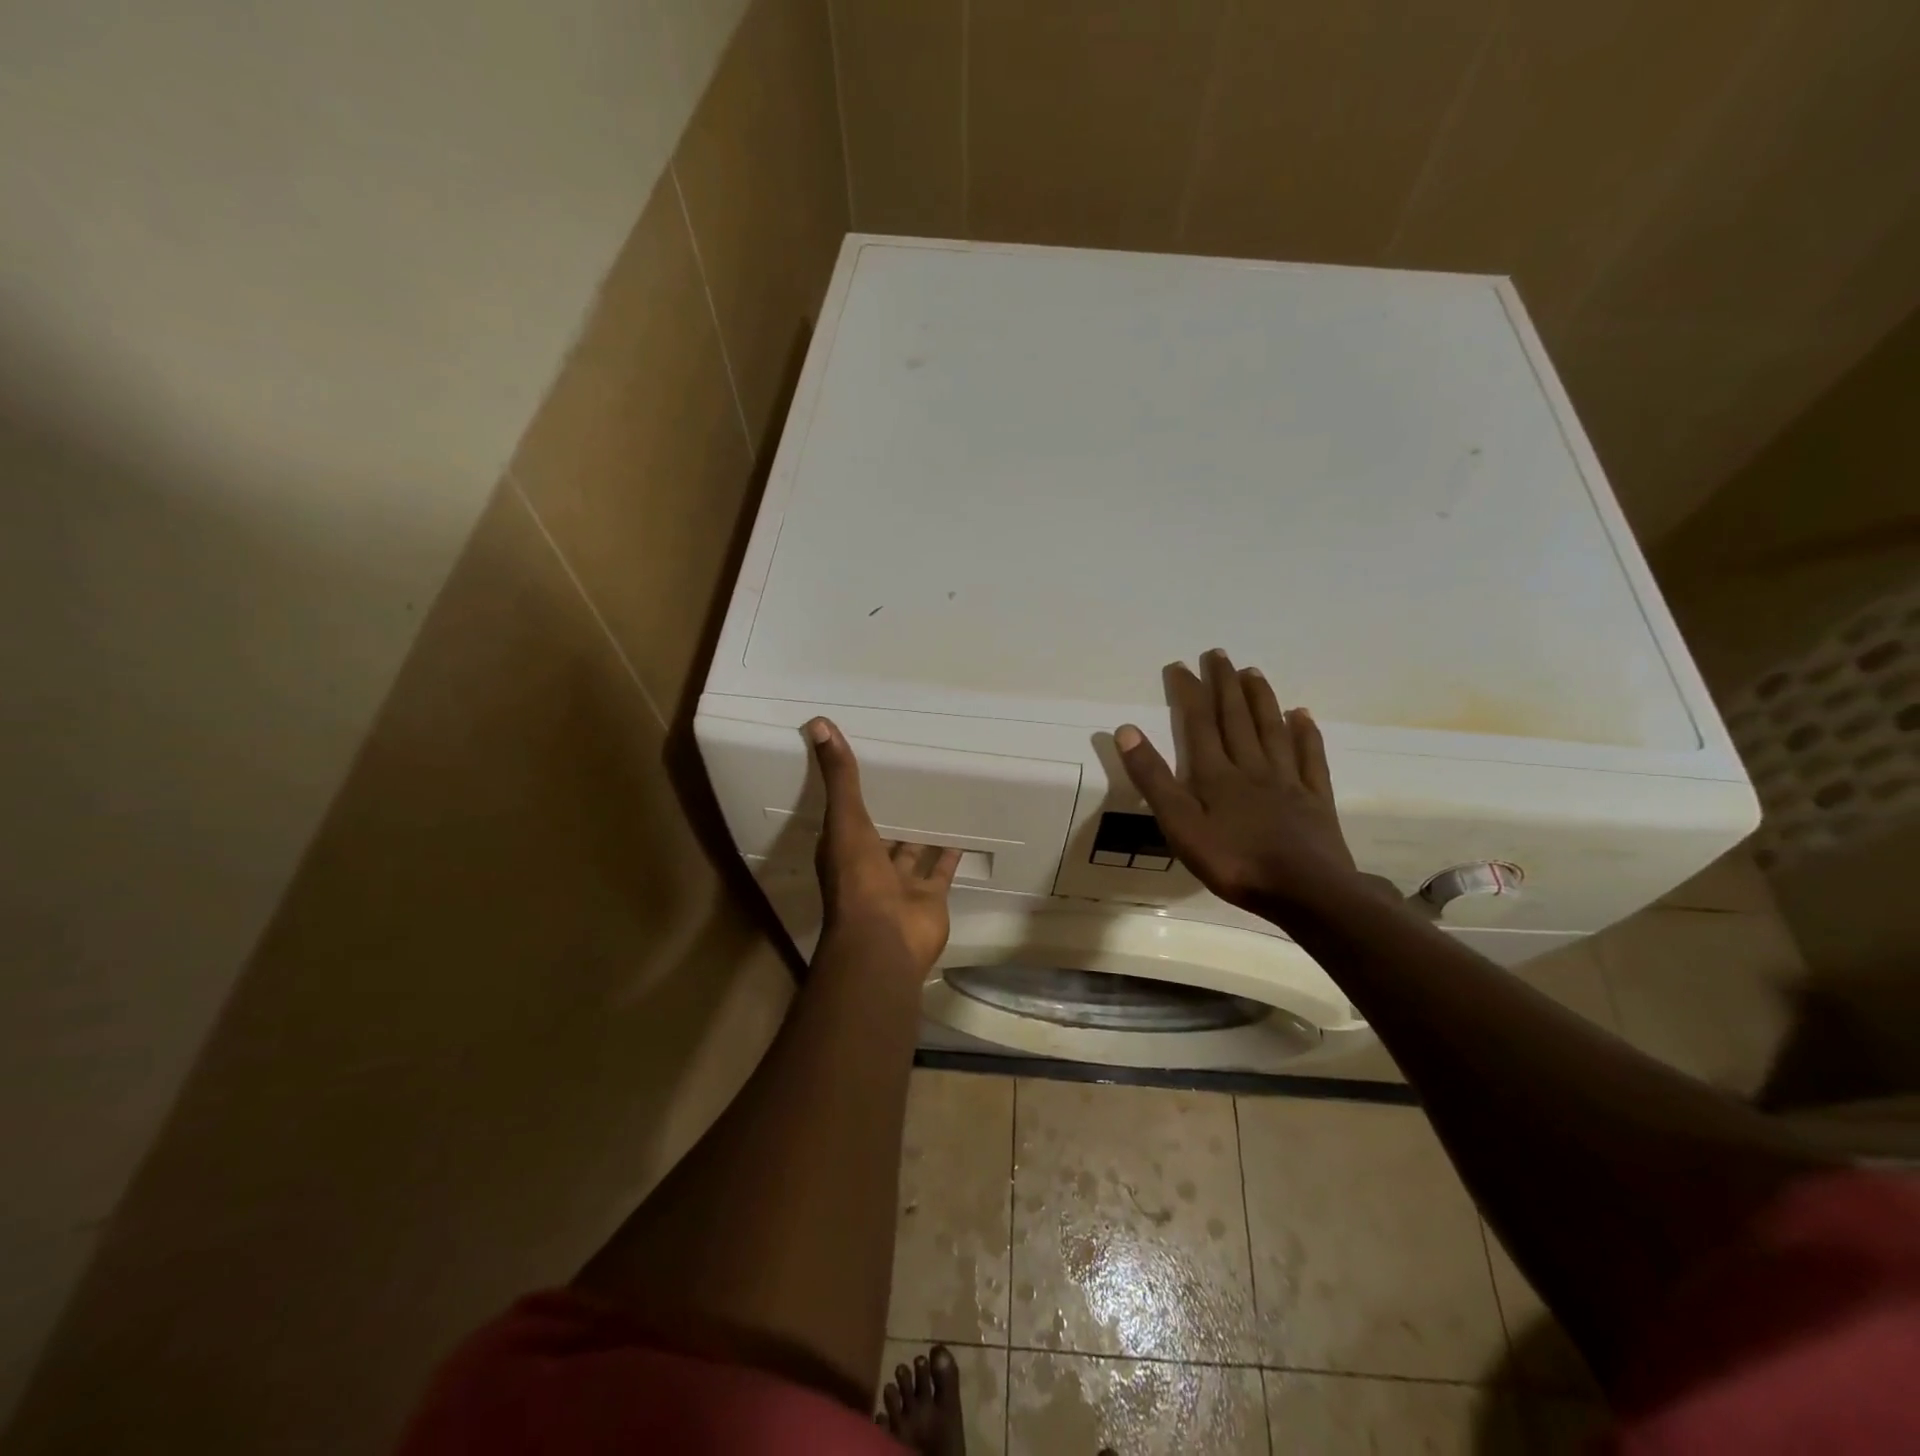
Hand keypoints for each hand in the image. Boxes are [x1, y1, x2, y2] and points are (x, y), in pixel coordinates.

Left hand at [807, 718, 960, 971]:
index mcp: (844, 849)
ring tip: (938, 801)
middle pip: (882, 835)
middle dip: (892, 814)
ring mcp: (901, 885)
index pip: (847, 815)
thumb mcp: (845, 819)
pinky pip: (942, 871)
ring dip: (922, 833)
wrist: (885, 940)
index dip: (853, 794)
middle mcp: (870, 866)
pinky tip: (964, 831)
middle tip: (910, 781)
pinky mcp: (930, 897)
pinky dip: (950, 855)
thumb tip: (817, 723)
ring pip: (912, 853)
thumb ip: (839, 776)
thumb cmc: (858, 879)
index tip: (868, 767)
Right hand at [1114, 650, 1364, 915]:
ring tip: (1252, 672)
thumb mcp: (1180, 825)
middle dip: (1224, 684)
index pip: (1199, 723)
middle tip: (1218, 654)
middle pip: (1236, 718)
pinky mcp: (1315, 799)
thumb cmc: (1234, 862)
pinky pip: (1310, 757)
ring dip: (1260, 699)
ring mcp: (1287, 781)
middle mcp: (1252, 767)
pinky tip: (1302, 715)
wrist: (1306, 892)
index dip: (1189, 692)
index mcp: (1216, 774)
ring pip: (1272, 730)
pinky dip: (1305, 733)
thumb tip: (1126, 730)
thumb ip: (1154, 779)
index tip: (1180, 665)